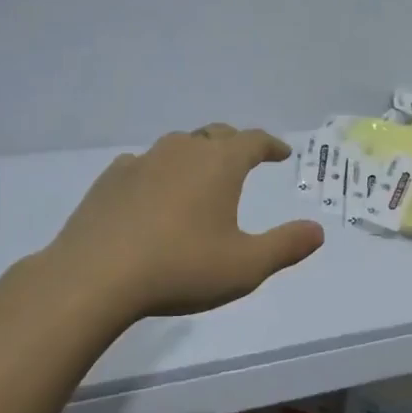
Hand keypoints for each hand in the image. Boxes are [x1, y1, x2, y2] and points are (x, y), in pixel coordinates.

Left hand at [37, 124, 324, 320]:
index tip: (282, 153)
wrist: (94, 277)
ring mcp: (141, 162)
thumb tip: (317, 231)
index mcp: (219, 164)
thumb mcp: (245, 266)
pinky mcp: (110, 180)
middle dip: (235, 144)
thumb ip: (285, 246)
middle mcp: (182, 151)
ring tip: (201, 175)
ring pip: (178, 146)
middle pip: (215, 135)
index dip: (271, 145)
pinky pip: (144, 165)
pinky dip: (159, 172)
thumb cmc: (180, 268)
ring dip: (196, 155)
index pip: (253, 140)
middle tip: (246, 158)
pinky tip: (154, 193)